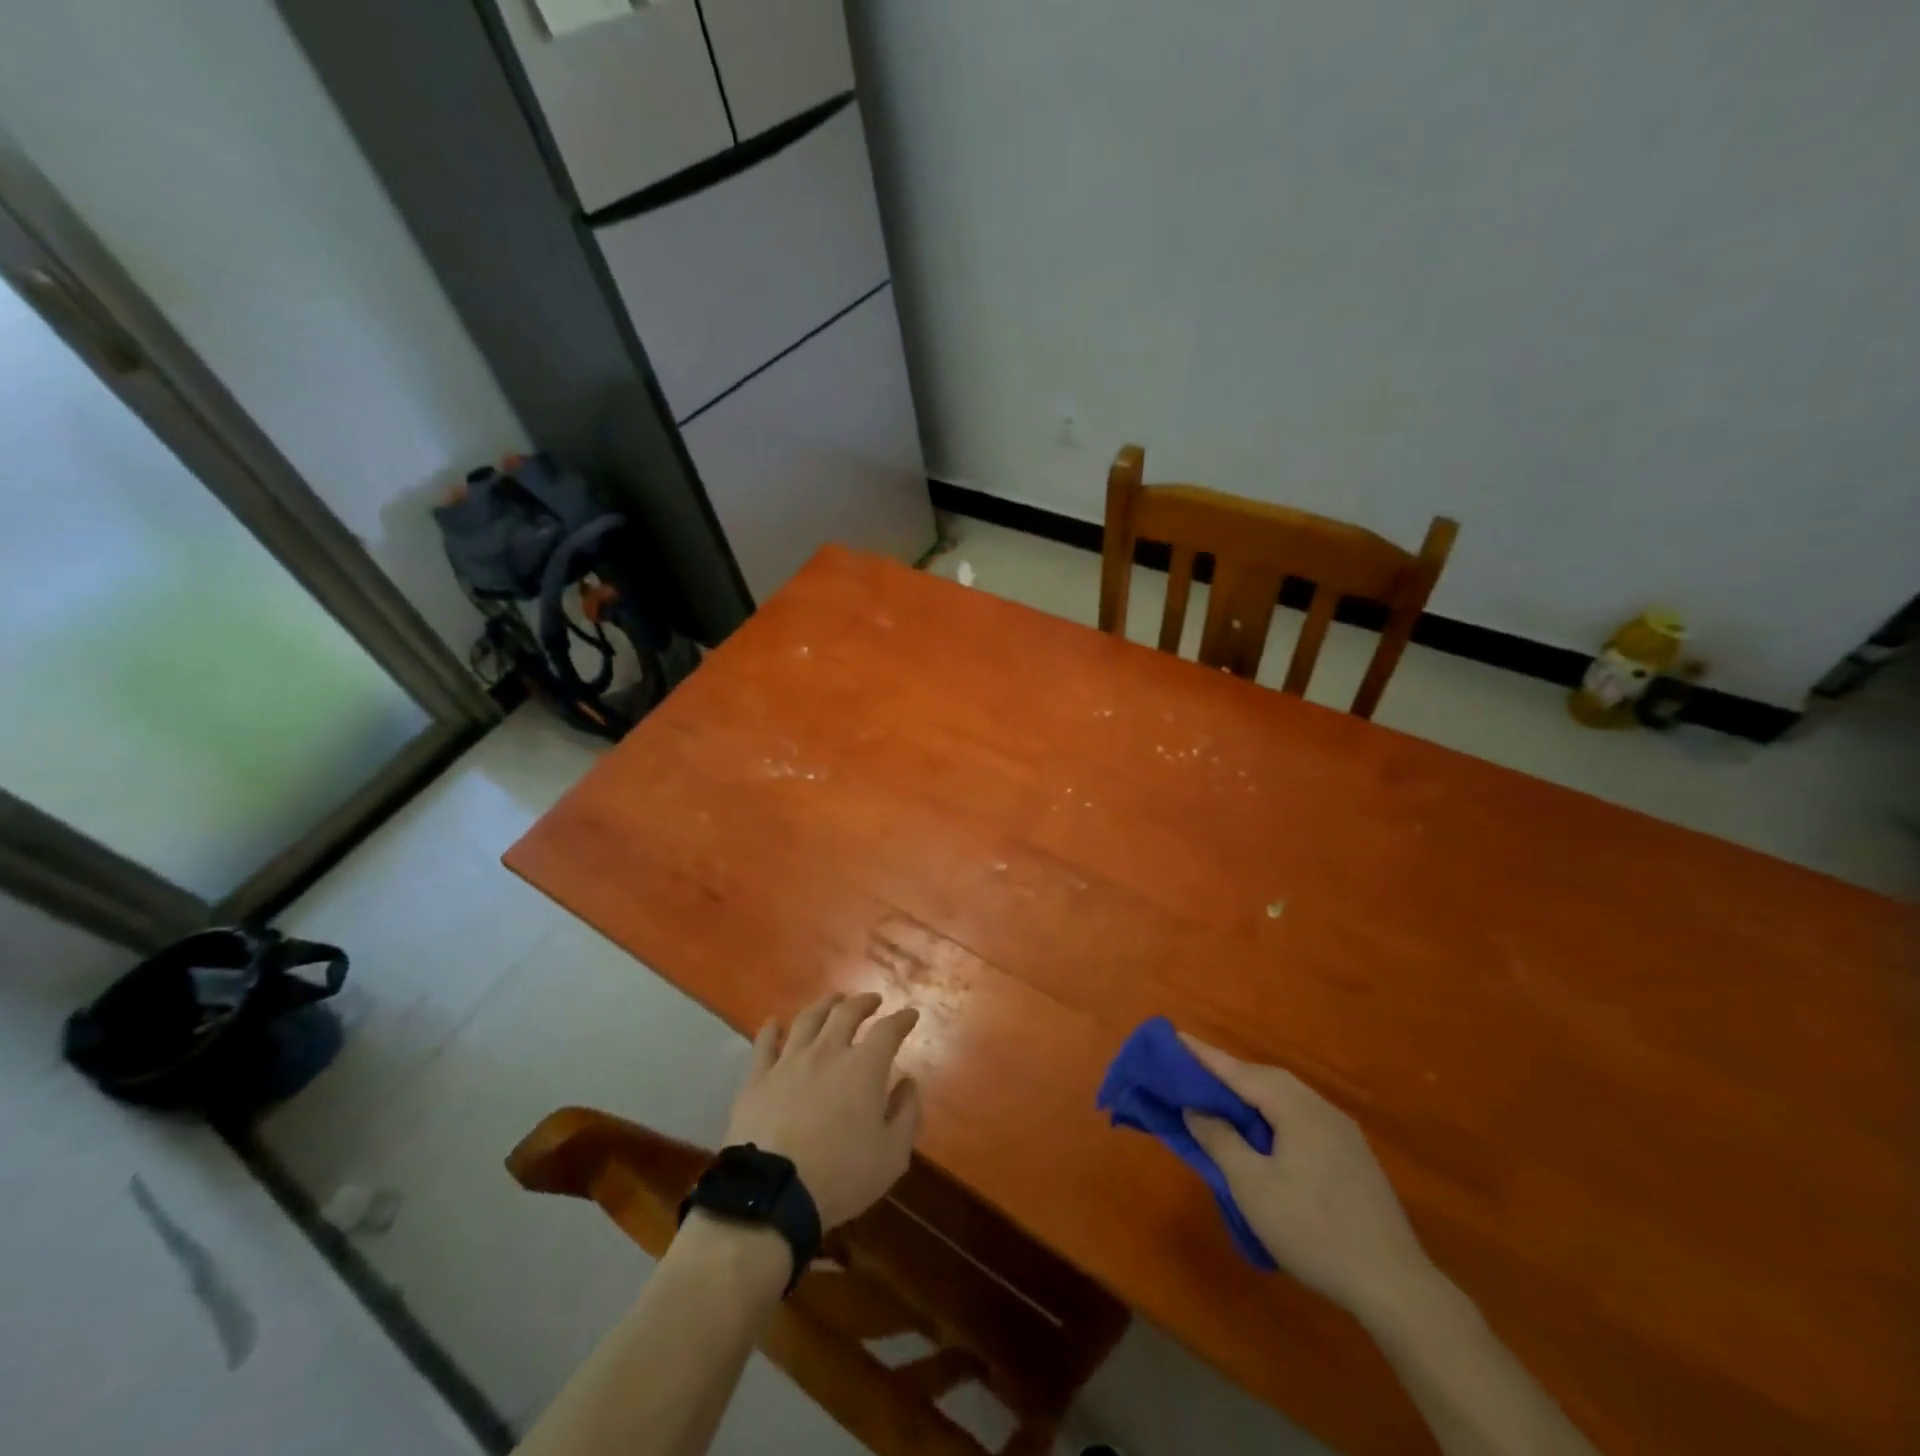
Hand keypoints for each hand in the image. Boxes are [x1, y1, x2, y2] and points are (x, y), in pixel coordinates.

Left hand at [724, 992, 923, 1229]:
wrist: (772, 1194)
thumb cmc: (840, 1176)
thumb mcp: (892, 1155)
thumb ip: (907, 1113)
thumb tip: (908, 1082)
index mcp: (864, 1067)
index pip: (889, 1030)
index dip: (902, 1019)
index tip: (910, 1015)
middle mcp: (827, 1052)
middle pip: (846, 1013)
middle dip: (863, 1002)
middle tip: (871, 1001)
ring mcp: (789, 1061)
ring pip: (808, 1020)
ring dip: (824, 1005)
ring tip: (833, 1000)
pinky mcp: (757, 1078)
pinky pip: (764, 1044)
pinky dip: (770, 1029)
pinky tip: (772, 1022)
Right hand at [1181, 1034, 1432, 1320]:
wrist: (1394, 1285)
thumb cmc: (1312, 1229)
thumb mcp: (1251, 1186)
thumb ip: (1219, 1139)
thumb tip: (1195, 1108)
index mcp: (1296, 1108)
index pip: (1240, 1072)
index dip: (1205, 1056)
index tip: (1176, 1036)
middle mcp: (1322, 1109)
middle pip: (1267, 1078)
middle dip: (1230, 1073)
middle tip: (1195, 1071)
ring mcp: (1343, 1132)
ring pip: (1288, 1098)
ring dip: (1253, 1094)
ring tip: (1224, 1101)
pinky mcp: (1354, 1157)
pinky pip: (1303, 1118)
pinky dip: (1274, 1114)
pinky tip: (1266, 1134)